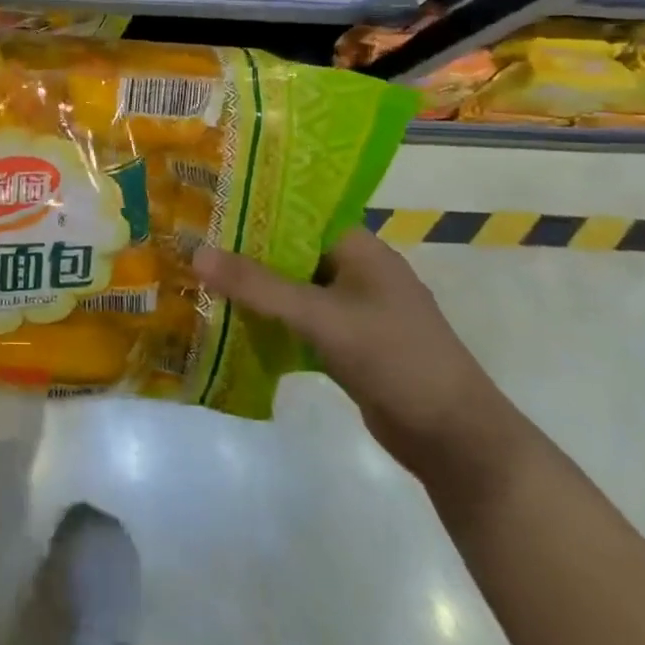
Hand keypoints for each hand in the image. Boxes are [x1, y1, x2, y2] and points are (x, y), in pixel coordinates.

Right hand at [193, 230, 523, 488]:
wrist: (455, 439)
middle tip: (189, 243)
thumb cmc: (395, 359)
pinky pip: (296, 321)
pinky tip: (228, 322)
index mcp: (360, 249)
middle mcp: (355, 271)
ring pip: (290, 288)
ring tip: (197, 278)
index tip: (206, 205)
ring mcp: (352, 310)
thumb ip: (258, 286)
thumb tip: (196, 253)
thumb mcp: (321, 317)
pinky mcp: (345, 344)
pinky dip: (267, 320)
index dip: (253, 207)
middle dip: (243, 250)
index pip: (298, 212)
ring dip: (252, 288)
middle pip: (289, 251)